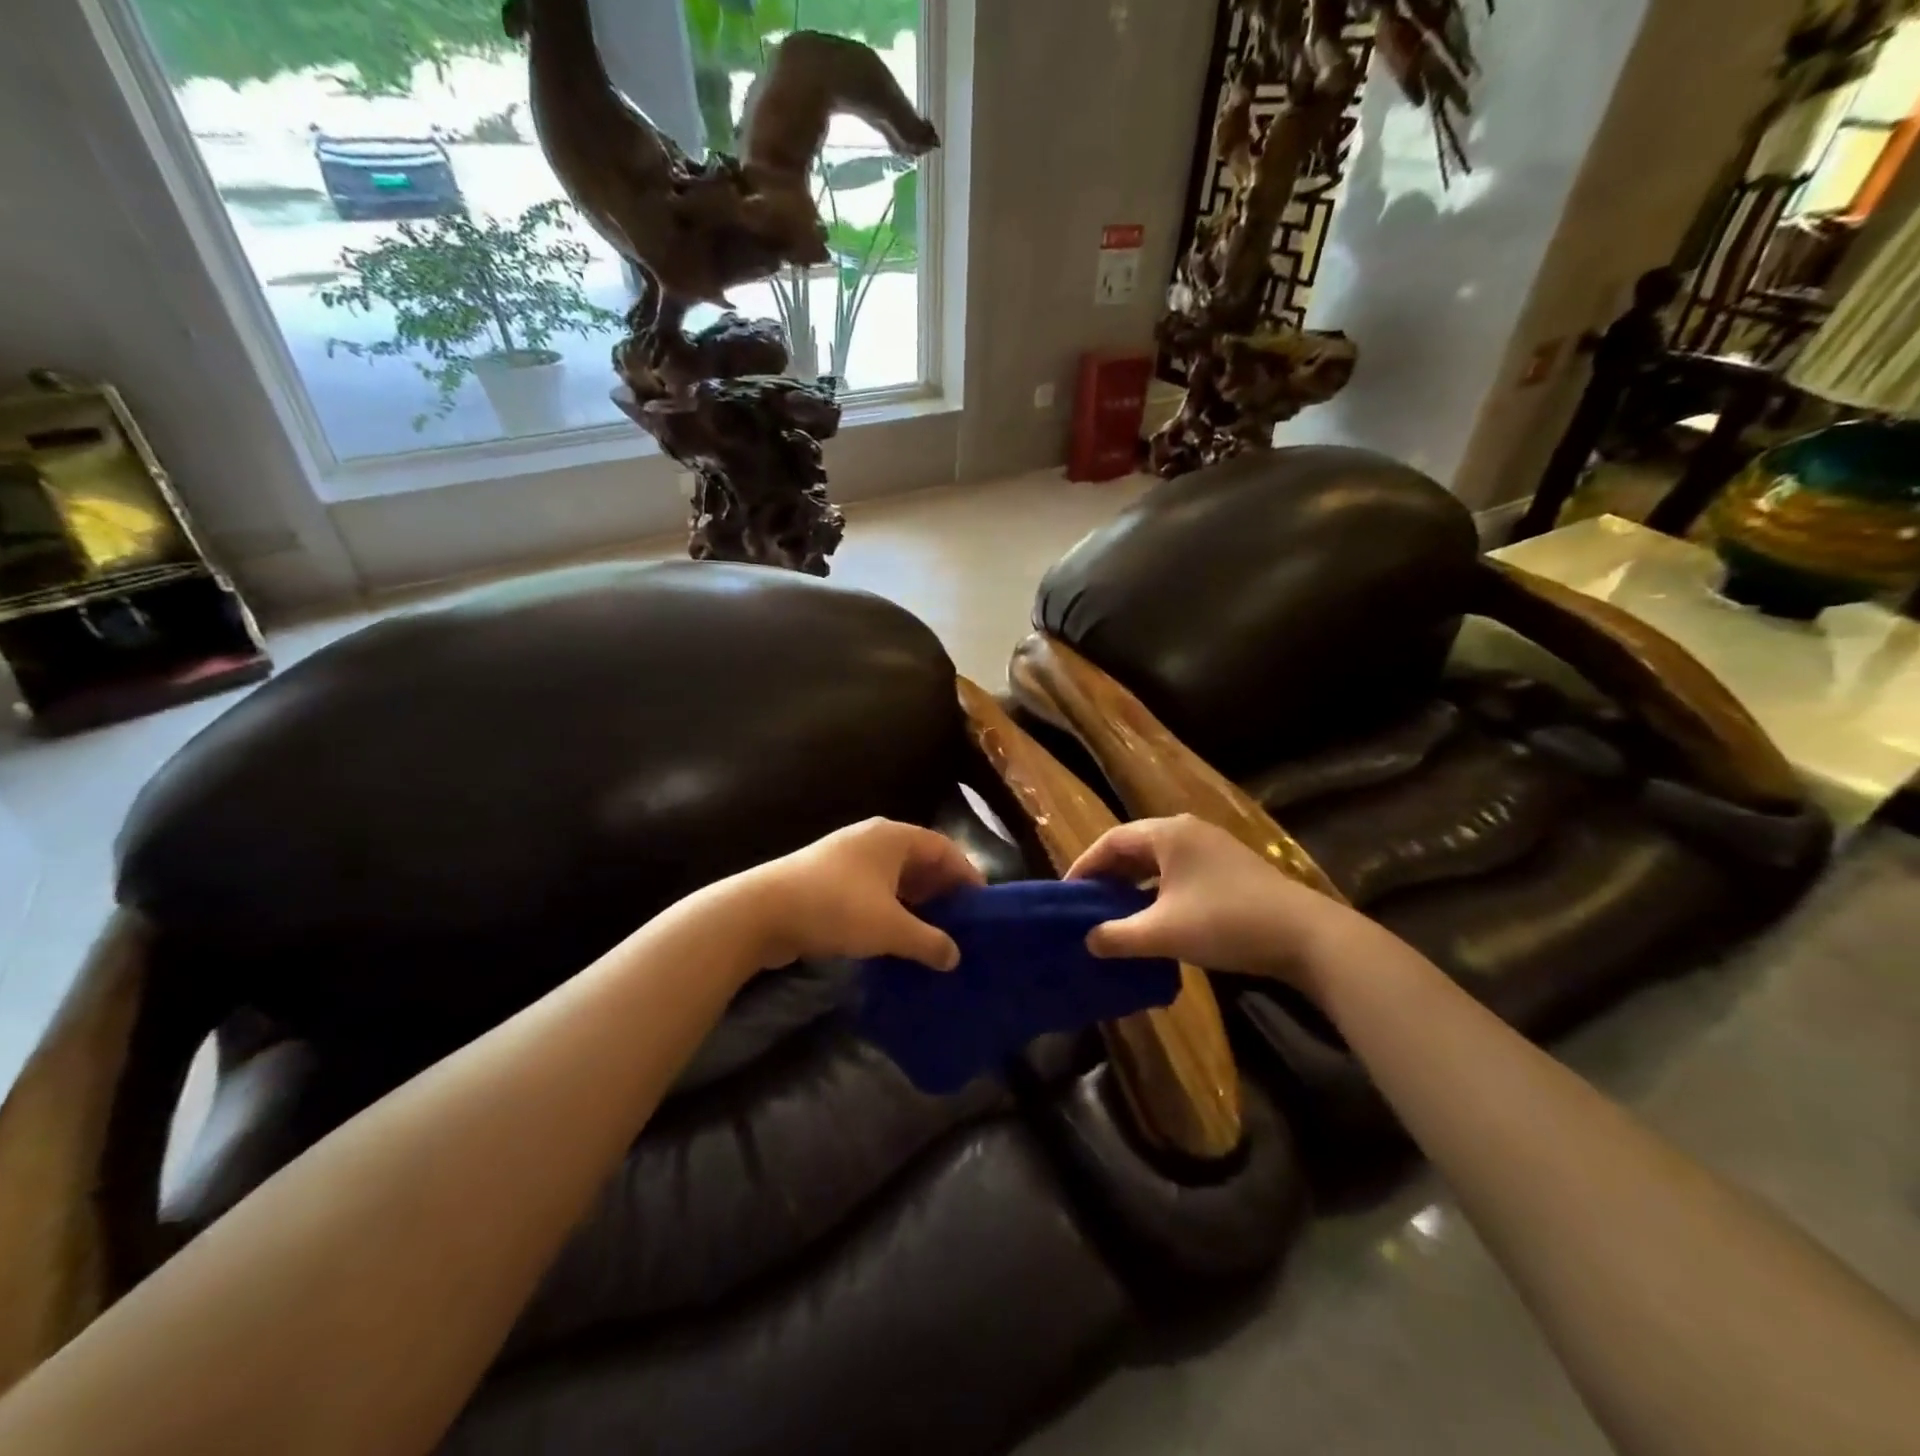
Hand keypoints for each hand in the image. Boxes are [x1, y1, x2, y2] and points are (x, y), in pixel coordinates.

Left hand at [740, 818, 983, 971]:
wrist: (760, 912)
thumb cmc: (835, 908)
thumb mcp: (889, 928)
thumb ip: (928, 942)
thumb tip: (955, 956)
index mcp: (893, 837)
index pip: (944, 848)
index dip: (966, 875)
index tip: (982, 907)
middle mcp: (872, 840)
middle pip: (919, 862)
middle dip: (941, 892)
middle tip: (961, 926)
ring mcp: (847, 859)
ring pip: (894, 879)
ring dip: (914, 904)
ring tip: (933, 937)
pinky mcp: (827, 880)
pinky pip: (872, 891)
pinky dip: (889, 910)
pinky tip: (894, 939)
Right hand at [1067, 814, 1362, 992]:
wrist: (1306, 936)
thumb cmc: (1225, 923)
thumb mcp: (1163, 932)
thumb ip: (1118, 936)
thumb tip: (1088, 940)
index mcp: (1167, 834)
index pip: (1111, 841)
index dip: (1084, 866)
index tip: (1067, 894)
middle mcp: (1188, 831)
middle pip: (1134, 847)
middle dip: (1108, 876)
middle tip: (1087, 905)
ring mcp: (1213, 847)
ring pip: (1158, 861)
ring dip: (1134, 885)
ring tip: (1115, 913)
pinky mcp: (1230, 867)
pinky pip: (1179, 872)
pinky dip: (1158, 890)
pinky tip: (1155, 917)